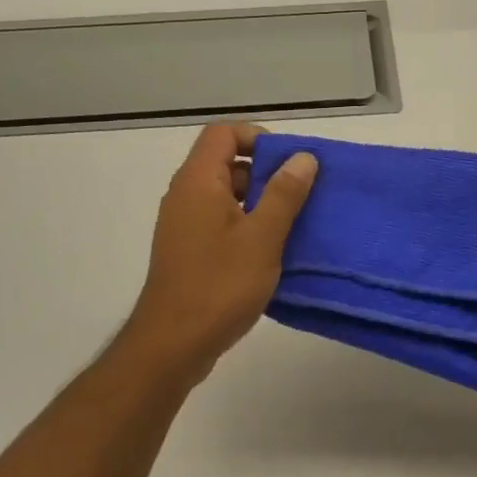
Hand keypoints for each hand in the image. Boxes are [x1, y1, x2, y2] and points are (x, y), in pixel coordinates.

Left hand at [121, 124, 317, 385]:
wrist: (173, 343)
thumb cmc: (220, 285)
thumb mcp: (262, 237)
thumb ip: (284, 194)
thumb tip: (303, 158)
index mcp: (198, 182)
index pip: (223, 133)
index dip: (258, 138)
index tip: (290, 164)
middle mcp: (185, 196)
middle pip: (225, 163)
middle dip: (266, 173)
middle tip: (301, 197)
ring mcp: (183, 226)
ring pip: (225, 197)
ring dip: (259, 204)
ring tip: (294, 226)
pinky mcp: (188, 252)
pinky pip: (219, 224)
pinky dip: (246, 228)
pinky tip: (272, 253)